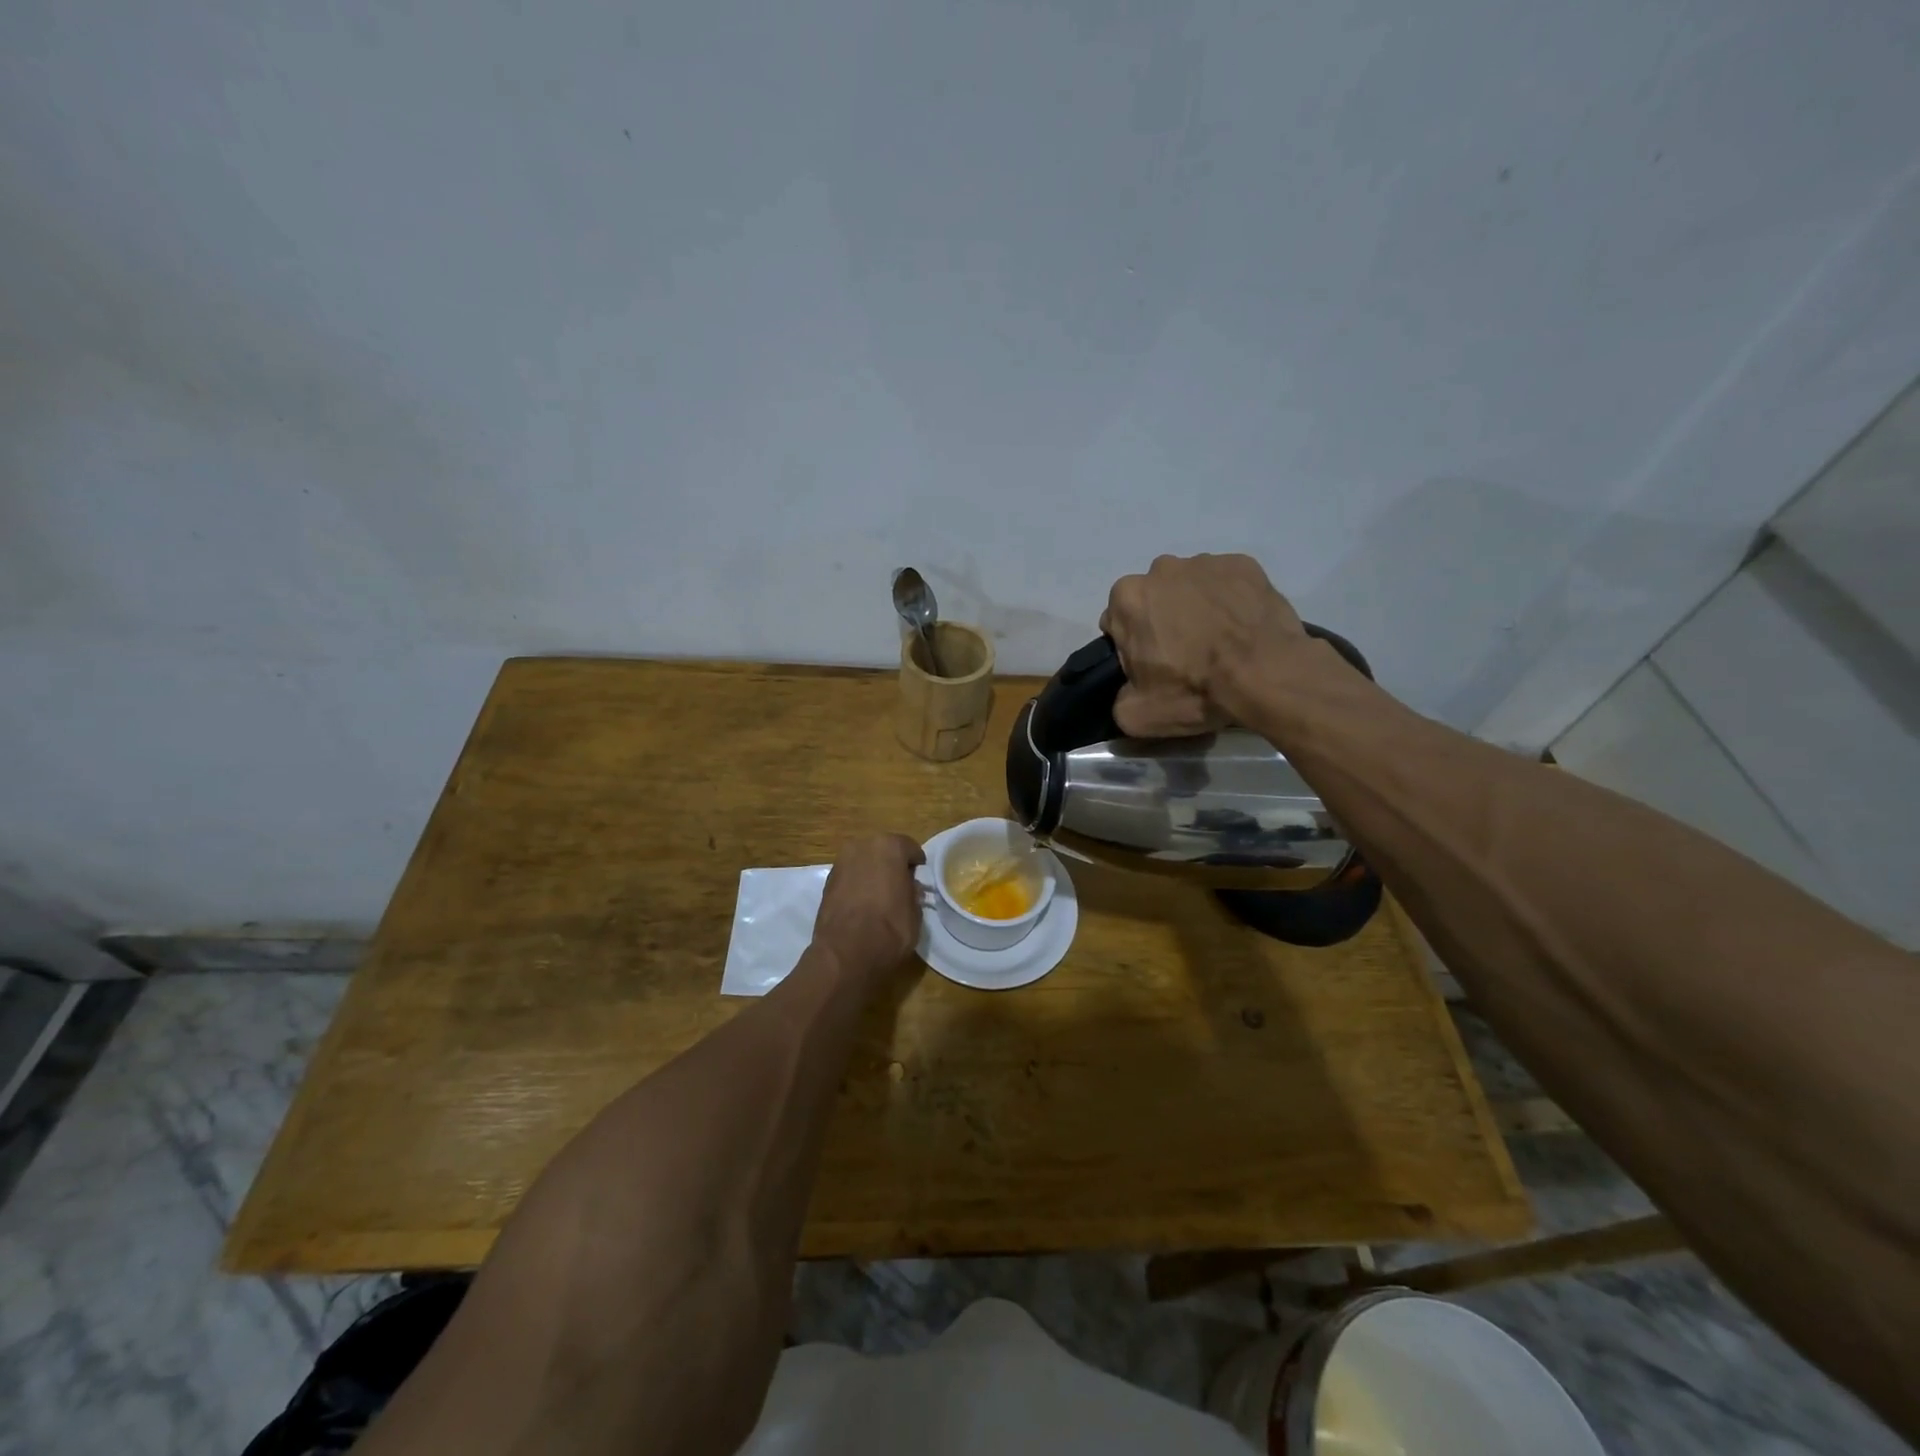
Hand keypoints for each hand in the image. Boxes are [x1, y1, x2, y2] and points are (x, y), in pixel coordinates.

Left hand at [812, 834, 925, 977]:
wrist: (845, 953)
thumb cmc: (890, 928)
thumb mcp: (915, 912)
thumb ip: (913, 892)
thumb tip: (909, 887)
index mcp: (889, 847)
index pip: (909, 847)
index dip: (916, 864)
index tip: (919, 878)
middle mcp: (862, 846)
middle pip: (883, 851)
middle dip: (891, 865)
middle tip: (900, 885)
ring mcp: (841, 863)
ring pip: (864, 862)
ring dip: (872, 874)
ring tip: (880, 896)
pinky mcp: (826, 882)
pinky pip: (850, 877)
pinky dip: (857, 885)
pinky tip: (862, 904)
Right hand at [1099, 553, 1307, 736]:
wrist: (1267, 675)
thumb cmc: (1195, 690)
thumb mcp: (1137, 715)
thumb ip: (1119, 699)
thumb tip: (1128, 691)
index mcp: (1127, 598)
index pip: (1117, 623)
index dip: (1132, 648)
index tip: (1153, 667)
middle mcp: (1161, 569)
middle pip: (1153, 600)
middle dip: (1162, 622)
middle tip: (1185, 657)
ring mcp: (1205, 562)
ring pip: (1189, 588)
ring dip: (1196, 609)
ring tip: (1219, 643)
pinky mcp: (1243, 565)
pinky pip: (1226, 583)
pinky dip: (1229, 601)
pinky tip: (1241, 629)